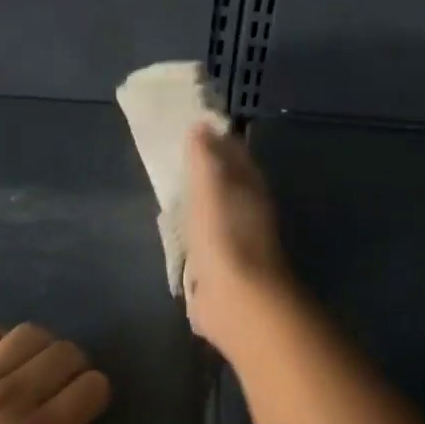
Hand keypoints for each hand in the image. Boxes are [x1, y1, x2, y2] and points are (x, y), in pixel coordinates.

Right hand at [183, 124, 296, 354]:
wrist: (236, 299)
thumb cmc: (224, 234)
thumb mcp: (209, 186)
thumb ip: (204, 156)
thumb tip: (201, 124)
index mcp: (250, 185)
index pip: (235, 152)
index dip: (217, 139)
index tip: (193, 127)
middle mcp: (248, 208)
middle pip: (227, 180)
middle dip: (207, 170)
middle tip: (178, 157)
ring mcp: (236, 238)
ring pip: (216, 209)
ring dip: (200, 201)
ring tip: (173, 190)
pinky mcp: (222, 266)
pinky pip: (205, 238)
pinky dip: (194, 231)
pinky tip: (177, 230)